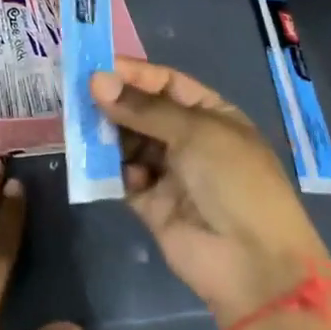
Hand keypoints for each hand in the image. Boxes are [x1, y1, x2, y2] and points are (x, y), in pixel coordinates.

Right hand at [91, 58, 330, 328]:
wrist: (254, 264)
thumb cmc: (234, 180)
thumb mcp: (194, 132)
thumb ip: (142, 107)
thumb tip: (96, 80)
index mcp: (210, 115)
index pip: (166, 83)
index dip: (133, 73)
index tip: (95, 65)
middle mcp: (189, 140)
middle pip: (143, 112)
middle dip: (113, 102)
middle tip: (77, 92)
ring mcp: (170, 173)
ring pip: (129, 143)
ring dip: (107, 133)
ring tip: (79, 123)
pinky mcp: (152, 205)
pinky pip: (124, 177)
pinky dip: (109, 168)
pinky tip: (95, 160)